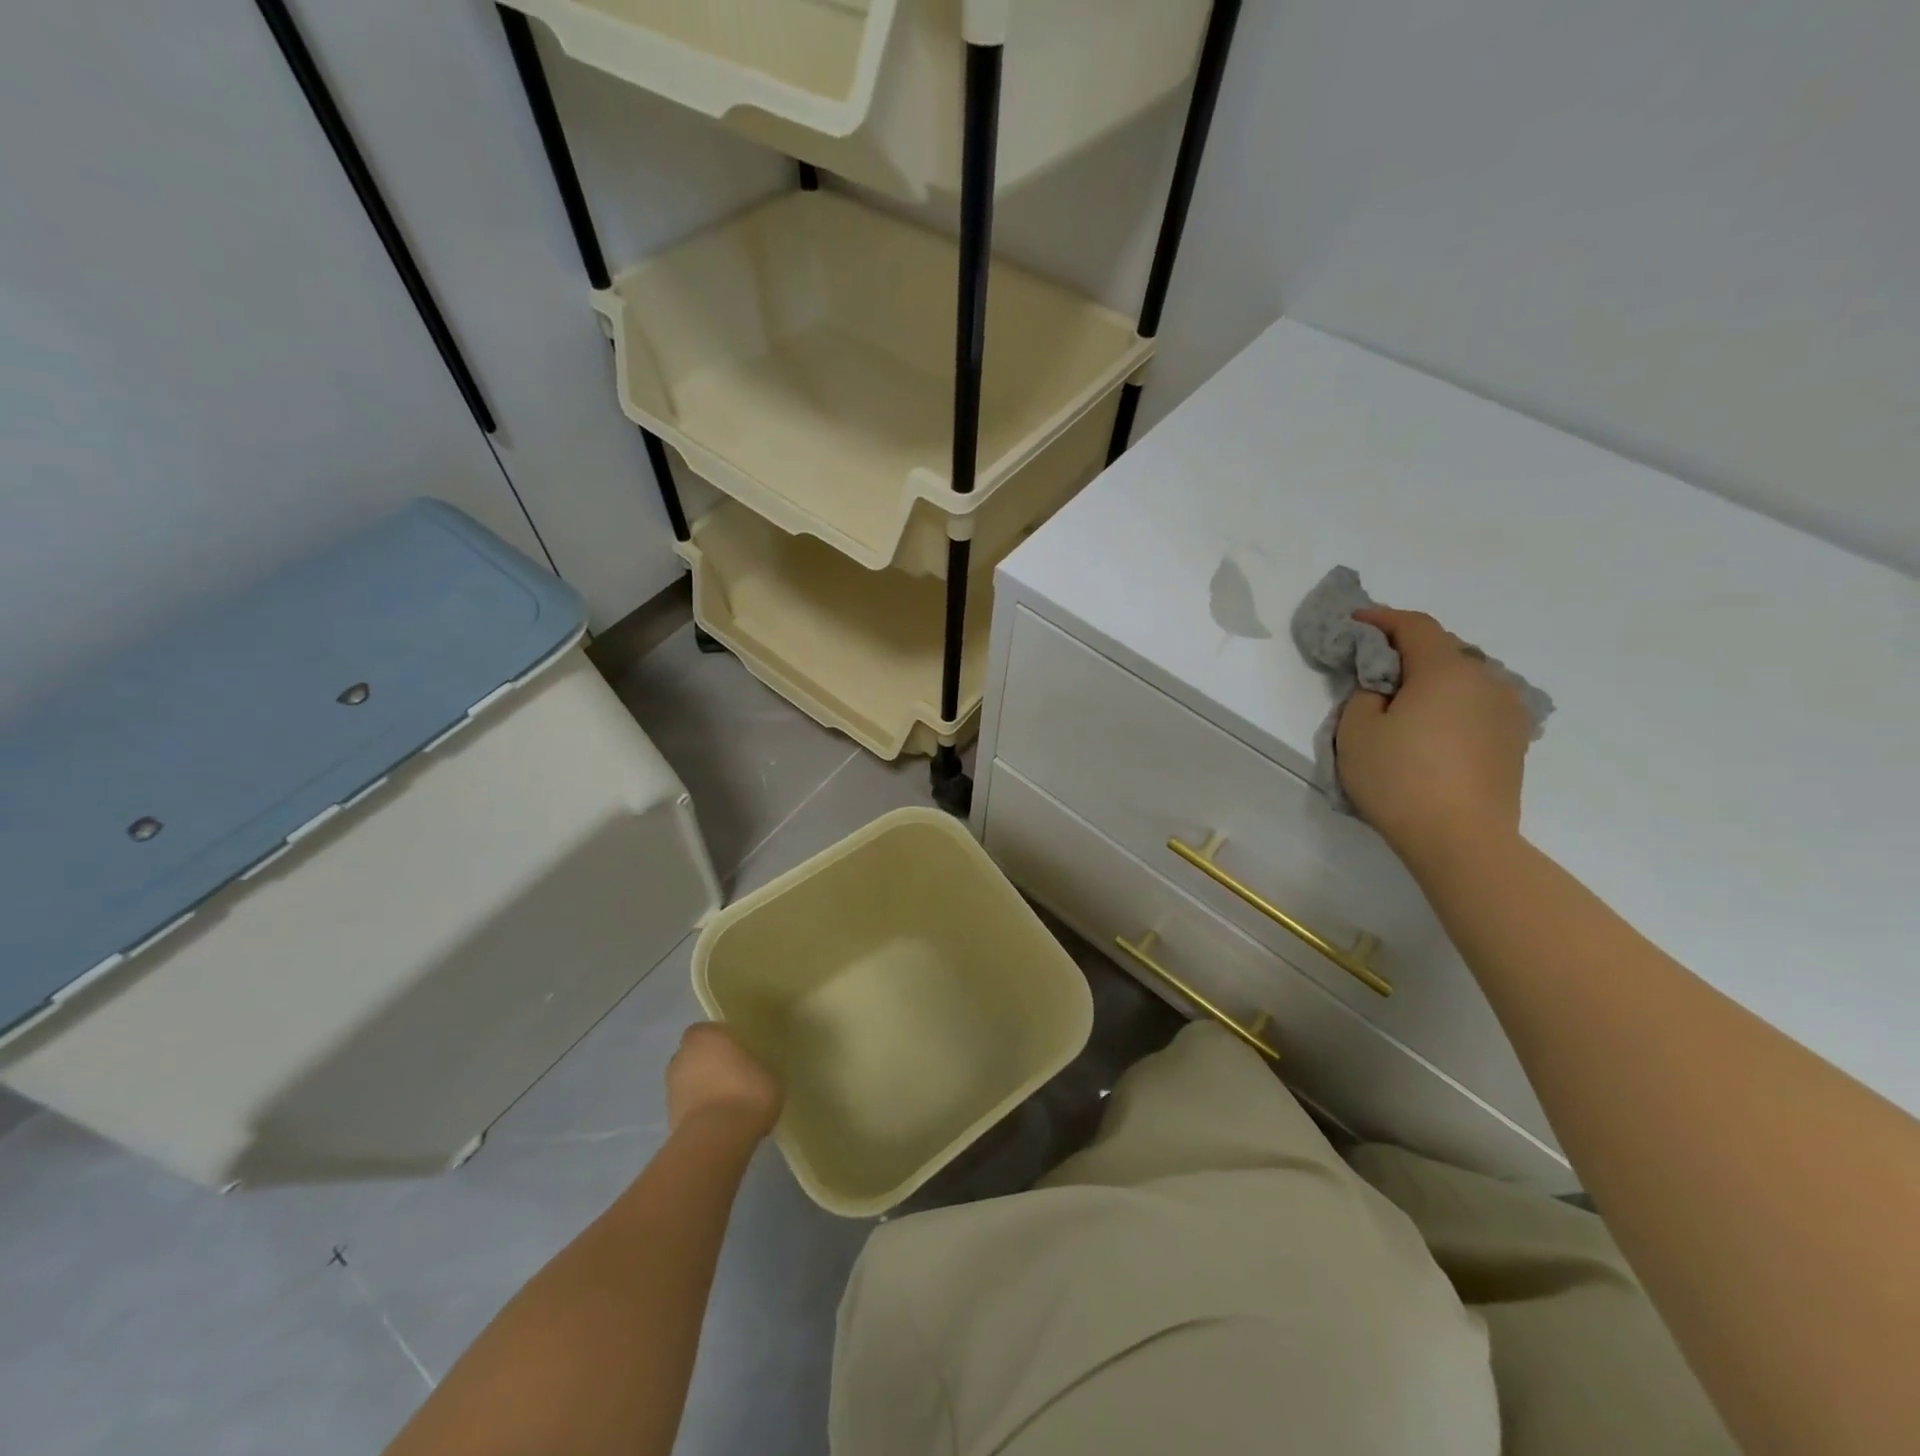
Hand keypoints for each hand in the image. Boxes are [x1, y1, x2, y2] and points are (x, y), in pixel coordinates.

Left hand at [666, 1023, 782, 1140]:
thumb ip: (756, 1067)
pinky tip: (721, 1123)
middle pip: (696, 1056)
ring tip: (729, 1104)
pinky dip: (700, 1112)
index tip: (740, 1053)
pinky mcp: (668, 1118)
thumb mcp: (768, 1073)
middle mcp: (682, 1056)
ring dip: (704, 1089)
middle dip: (710, 1065)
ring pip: (690, 1082)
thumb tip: (755, 1073)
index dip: (724, 1042)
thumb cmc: (746, 1092)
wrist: (717, 1138)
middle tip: (734, 1078)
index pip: (710, 1031)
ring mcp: (671, 1088)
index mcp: (706, 1035)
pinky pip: (689, 1107)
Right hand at [1336, 607, 1532, 863]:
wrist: (1461, 838)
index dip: (1383, 619)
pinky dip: (1453, 704)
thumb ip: (1365, 695)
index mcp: (1446, 670)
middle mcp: (1486, 680)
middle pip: (1444, 649)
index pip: (1415, 626)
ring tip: (1407, 699)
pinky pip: (1479, 705)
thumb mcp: (1357, 731)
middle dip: (1408, 650)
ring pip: (1465, 678)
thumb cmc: (1399, 778)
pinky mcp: (1515, 741)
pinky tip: (1435, 726)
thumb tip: (1385, 691)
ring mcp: (1508, 711)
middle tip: (1376, 666)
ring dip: (1434, 679)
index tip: (1356, 621)